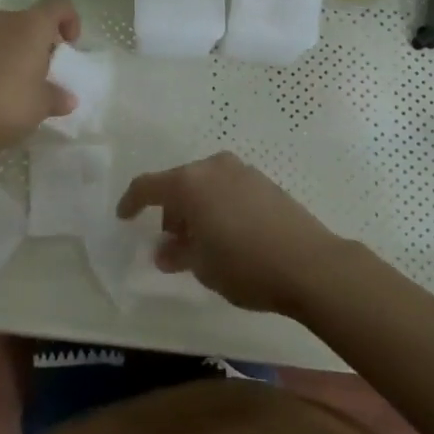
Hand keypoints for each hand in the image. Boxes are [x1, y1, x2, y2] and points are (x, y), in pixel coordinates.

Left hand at [0, 0, 80, 159]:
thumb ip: (57, 96)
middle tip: (45, 69)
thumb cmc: (9, 104)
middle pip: (30, 19)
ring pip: (5, 33)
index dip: (69, 18)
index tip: (70, 45)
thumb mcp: (42, 104)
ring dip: (16, 50)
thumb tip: (67, 99)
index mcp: (32, 25)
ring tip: (19, 83)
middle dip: (40, 40)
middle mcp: (4, 21)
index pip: (58, 2)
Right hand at [116, 152, 343, 315]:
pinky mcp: (264, 181)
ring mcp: (242, 171)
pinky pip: (228, 189)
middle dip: (171, 212)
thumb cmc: (244, 265)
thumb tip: (165, 250)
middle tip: (172, 245)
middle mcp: (213, 167)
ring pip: (205, 185)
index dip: (132, 201)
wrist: (309, 263)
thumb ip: (177, 253)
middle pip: (179, 184)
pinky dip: (218, 206)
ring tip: (202, 244)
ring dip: (196, 209)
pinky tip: (228, 235)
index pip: (148, 186)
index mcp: (189, 183)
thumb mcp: (202, 266)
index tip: (124, 217)